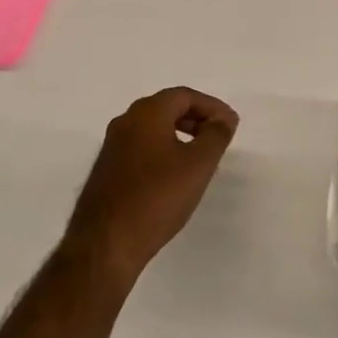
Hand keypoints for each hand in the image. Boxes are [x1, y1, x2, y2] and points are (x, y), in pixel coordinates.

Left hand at [64, 87, 239, 284]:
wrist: (106, 242)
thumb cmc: (157, 197)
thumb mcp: (198, 165)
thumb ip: (216, 135)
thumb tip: (224, 118)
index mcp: (146, 113)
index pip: (184, 96)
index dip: (212, 106)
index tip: (230, 125)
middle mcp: (125, 121)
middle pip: (167, 107)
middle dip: (196, 118)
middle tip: (218, 137)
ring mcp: (112, 145)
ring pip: (152, 128)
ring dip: (179, 134)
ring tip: (200, 157)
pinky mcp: (107, 169)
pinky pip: (141, 147)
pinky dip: (163, 150)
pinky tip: (174, 175)